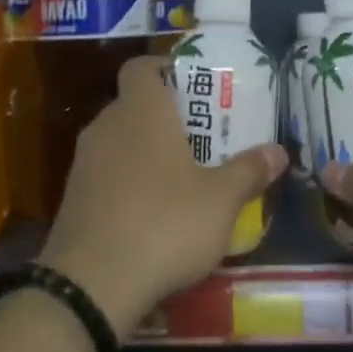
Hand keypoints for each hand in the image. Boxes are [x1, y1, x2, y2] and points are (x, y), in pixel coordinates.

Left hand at [39, 54, 285, 335]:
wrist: (91, 284)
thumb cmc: (164, 224)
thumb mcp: (221, 201)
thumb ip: (249, 171)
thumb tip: (279, 152)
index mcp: (141, 111)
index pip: (141, 67)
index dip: (166, 69)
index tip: (195, 87)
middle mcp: (106, 127)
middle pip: (135, 105)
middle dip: (168, 116)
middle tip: (205, 137)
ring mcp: (83, 163)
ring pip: (120, 141)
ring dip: (148, 151)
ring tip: (185, 176)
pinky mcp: (73, 198)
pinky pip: (107, 174)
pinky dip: (130, 181)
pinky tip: (154, 212)